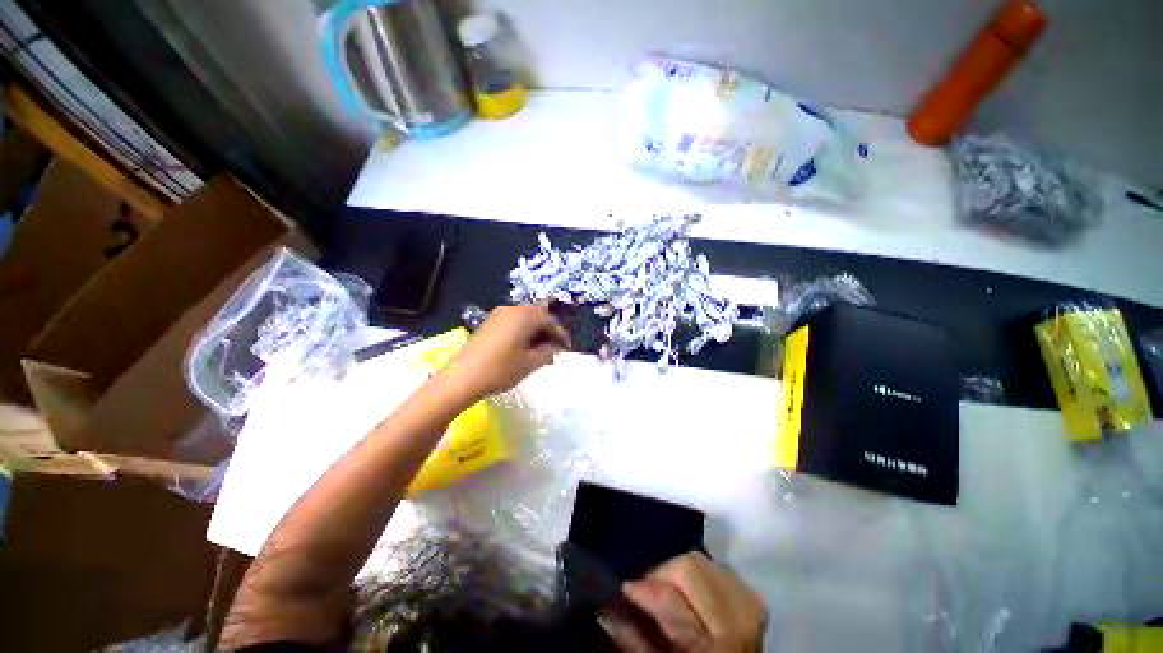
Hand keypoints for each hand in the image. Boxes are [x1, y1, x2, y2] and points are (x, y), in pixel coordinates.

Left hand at [441, 304, 569, 399]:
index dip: (560, 334)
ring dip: (535, 331)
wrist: (462, 377)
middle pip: (537, 315)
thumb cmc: (501, 369)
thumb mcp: (531, 363)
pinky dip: (523, 332)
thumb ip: (548, 352)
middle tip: (555, 348)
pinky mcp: (489, 323)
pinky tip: (524, 348)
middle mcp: (512, 310)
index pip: (550, 320)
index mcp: (525, 316)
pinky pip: (513, 322)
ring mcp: (498, 315)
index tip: (567, 347)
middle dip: (548, 330)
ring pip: (525, 318)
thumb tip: (555, 347)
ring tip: (541, 350)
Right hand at [599, 552, 767, 652]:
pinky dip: (704, 572)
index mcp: (706, 646)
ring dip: (683, 569)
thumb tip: (604, 608)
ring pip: (705, 560)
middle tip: (649, 586)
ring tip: (671, 586)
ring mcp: (748, 608)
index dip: (643, 588)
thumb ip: (633, 641)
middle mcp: (733, 622)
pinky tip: (696, 588)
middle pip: (690, 567)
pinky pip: (722, 568)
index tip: (626, 587)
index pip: (669, 599)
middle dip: (663, 572)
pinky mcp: (754, 600)